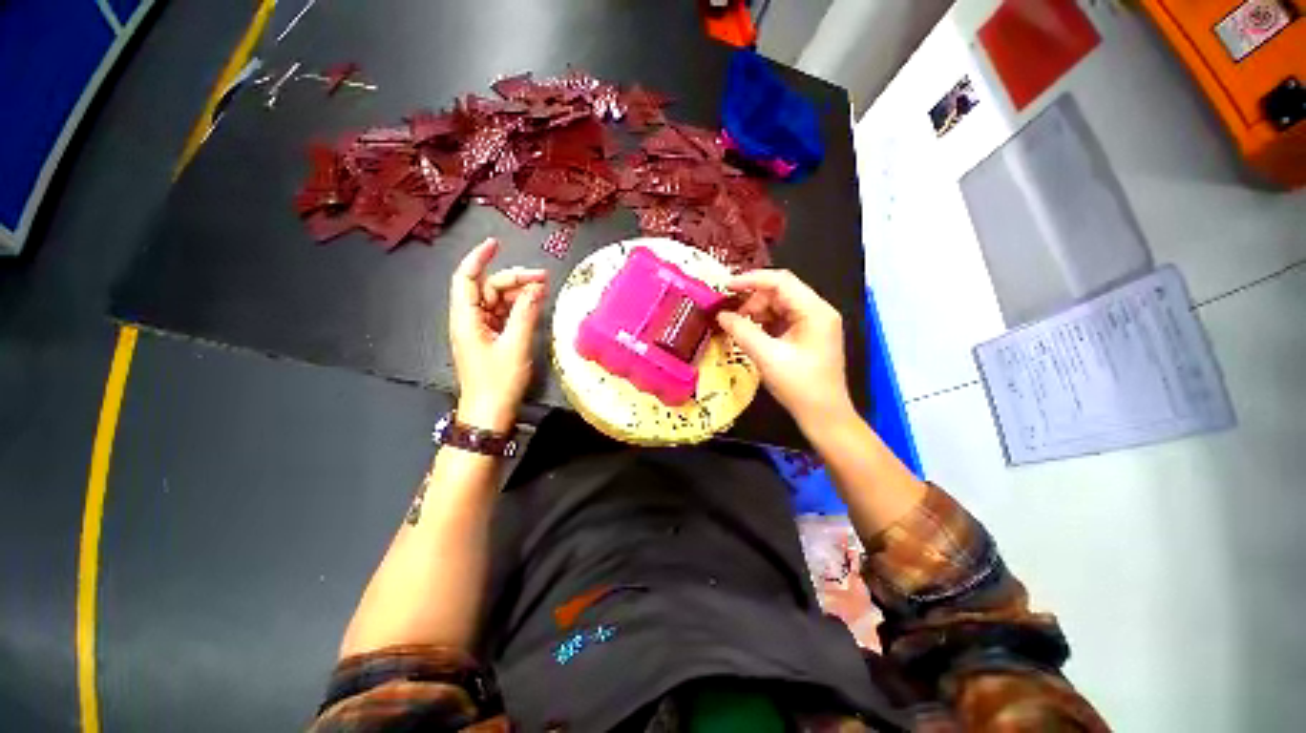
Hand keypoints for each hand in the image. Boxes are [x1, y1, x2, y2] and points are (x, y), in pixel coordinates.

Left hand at [449, 238, 548, 431]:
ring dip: (519, 294)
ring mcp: (480, 330)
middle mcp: (469, 320)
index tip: (496, 244)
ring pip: (497, 301)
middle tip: (543, 279)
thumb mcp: (516, 345)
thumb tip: (536, 288)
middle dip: (514, 279)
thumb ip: (526, 314)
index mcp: (466, 318)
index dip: (479, 258)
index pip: (467, 278)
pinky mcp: (490, 339)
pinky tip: (535, 306)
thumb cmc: (499, 381)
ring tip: (544, 292)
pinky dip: (518, 308)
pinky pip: (503, 315)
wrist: (489, 413)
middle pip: (488, 288)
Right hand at [715, 269, 852, 427]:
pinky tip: (751, 333)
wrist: (824, 416)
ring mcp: (813, 323)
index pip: (781, 281)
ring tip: (738, 326)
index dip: (751, 280)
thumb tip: (721, 315)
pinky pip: (782, 319)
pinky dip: (764, 323)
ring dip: (757, 312)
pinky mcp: (807, 335)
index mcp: (815, 311)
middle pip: (780, 292)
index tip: (726, 286)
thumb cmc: (799, 386)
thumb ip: (742, 331)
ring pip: (779, 305)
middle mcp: (817, 311)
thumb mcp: (767, 357)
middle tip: (730, 316)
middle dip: (753, 300)